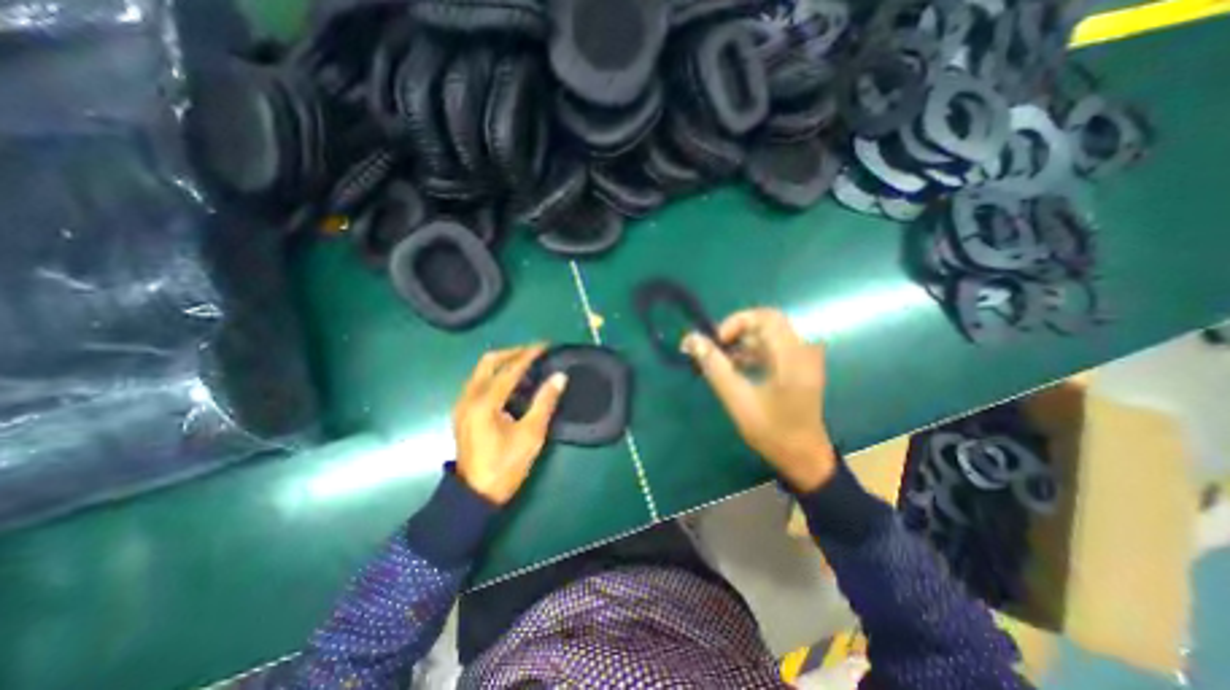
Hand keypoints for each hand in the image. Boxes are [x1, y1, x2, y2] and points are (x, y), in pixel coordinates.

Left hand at [451, 347, 565, 503]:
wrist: (474, 496)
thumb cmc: (505, 466)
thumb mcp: (531, 435)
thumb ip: (545, 402)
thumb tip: (559, 377)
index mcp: (485, 402)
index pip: (510, 369)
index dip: (529, 354)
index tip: (546, 345)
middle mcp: (469, 397)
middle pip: (489, 361)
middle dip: (513, 352)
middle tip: (535, 353)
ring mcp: (463, 404)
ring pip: (482, 370)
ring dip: (504, 362)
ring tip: (527, 364)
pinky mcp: (463, 411)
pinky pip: (479, 381)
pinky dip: (496, 374)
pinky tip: (512, 383)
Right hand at [683, 307, 836, 490]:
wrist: (804, 458)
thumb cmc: (773, 432)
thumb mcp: (738, 400)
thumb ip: (715, 367)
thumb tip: (691, 340)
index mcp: (793, 356)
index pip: (766, 317)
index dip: (737, 322)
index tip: (716, 342)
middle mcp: (801, 351)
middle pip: (765, 324)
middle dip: (735, 333)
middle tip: (714, 350)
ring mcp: (800, 359)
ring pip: (765, 336)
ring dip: (740, 344)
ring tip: (718, 363)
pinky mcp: (795, 367)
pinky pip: (769, 348)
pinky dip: (748, 353)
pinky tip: (733, 370)